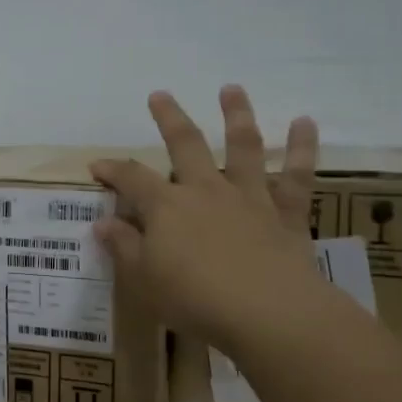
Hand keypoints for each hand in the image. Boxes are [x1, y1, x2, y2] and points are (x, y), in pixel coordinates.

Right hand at [90, 86, 324, 352]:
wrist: (268, 313)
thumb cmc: (194, 299)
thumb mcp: (144, 279)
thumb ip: (124, 247)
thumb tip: (103, 223)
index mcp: (166, 207)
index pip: (132, 179)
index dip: (112, 170)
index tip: (97, 165)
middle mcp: (206, 190)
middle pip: (185, 144)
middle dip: (170, 118)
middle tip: (161, 95)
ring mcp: (248, 198)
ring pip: (242, 147)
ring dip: (236, 115)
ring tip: (232, 89)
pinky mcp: (286, 214)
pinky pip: (296, 176)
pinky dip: (301, 147)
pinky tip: (304, 122)